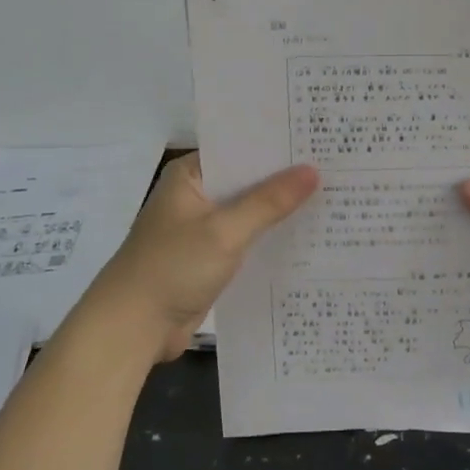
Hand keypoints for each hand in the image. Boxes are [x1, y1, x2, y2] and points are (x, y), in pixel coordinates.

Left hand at [84, 153, 318, 361]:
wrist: (132, 329)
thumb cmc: (172, 267)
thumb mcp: (224, 231)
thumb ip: (269, 201)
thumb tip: (312, 171)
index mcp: (191, 175)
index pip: (240, 148)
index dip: (277, 144)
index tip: (318, 140)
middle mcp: (196, 195)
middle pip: (247, 180)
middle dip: (286, 178)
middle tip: (337, 168)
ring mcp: (203, 228)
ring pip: (249, 211)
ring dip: (280, 210)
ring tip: (333, 197)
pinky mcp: (210, 258)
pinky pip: (247, 239)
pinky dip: (270, 238)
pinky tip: (307, 236)